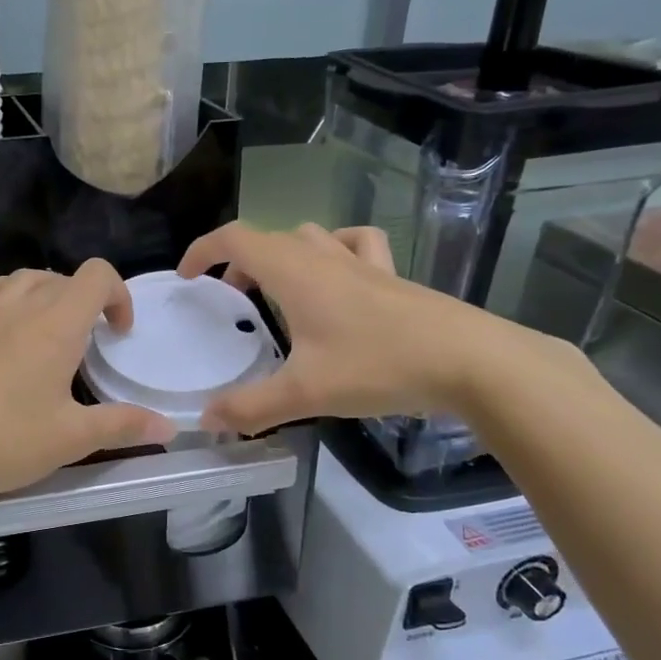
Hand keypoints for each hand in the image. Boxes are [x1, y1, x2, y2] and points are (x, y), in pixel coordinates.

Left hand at [0, 260, 176, 501]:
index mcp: (56, 325)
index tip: (119, 333)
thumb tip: (169, 427)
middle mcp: (19, 307)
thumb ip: (122, 426)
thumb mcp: (70, 439)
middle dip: (85, 301)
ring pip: (22, 278)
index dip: (118, 294)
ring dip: (46, 292)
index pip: (96, 276)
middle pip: (61, 277)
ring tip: (49, 329)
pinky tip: (3, 324)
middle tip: (88, 344)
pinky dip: (4, 295)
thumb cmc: (4, 440)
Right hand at [177, 222, 525, 433]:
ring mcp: (363, 264)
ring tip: (277, 290)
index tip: (187, 277)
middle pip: (269, 239)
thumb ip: (251, 407)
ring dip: (283, 255)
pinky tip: (338, 278)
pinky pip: (356, 247)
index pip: (235, 239)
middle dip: (239, 263)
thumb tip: (206, 422)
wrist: (473, 362)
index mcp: (294, 272)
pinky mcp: (393, 278)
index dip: (203, 250)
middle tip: (230, 299)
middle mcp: (324, 257)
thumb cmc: (379, 366)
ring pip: (310, 238)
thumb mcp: (306, 393)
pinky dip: (336, 252)